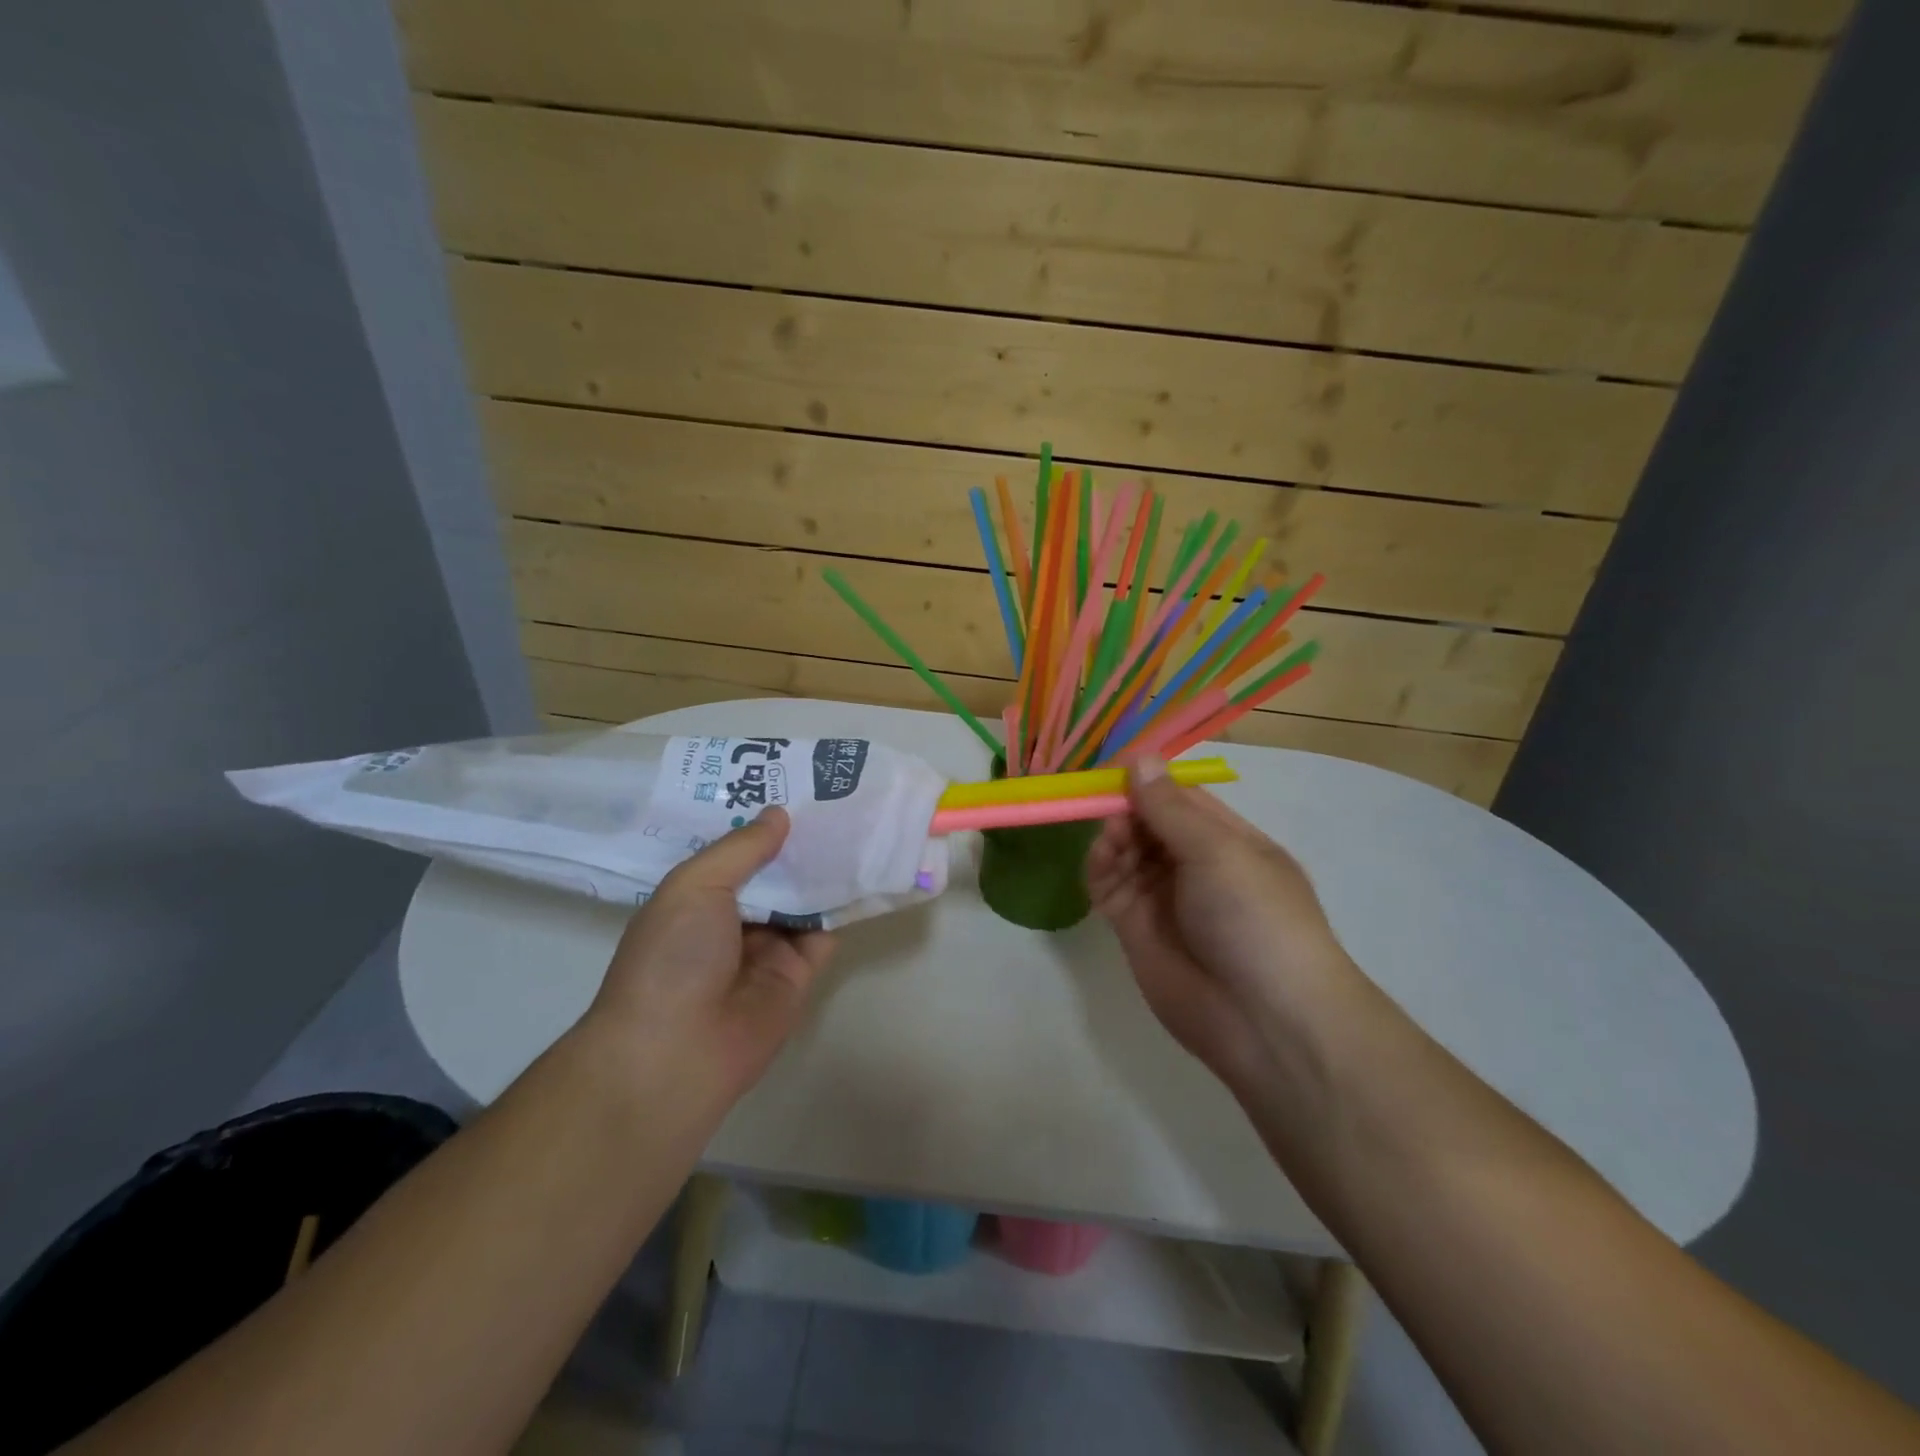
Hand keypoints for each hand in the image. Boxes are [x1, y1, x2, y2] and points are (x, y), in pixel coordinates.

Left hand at [587, 808, 835, 1099]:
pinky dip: (844, 905)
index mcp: (697, 897)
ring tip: (859, 821)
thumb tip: (780, 813)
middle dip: (799, 840)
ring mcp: (767, 948)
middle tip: (836, 795)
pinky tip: (867, 869)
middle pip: (774, 872)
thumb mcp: (695, 887)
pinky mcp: (799, 975)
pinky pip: (826, 932)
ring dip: (825, 868)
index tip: (791, 783)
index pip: (734, 851)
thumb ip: (742, 849)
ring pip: (803, 898)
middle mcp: (733, 920)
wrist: (677, 1052)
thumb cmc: (672, 958)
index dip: (759, 820)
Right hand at [1086, 757, 1358, 1089]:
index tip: (1114, 767)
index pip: (1182, 798)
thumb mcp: (1219, 852)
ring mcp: (1164, 897)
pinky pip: (1108, 886)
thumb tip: (1140, 758)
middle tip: (1105, 805)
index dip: (1149, 781)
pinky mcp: (1135, 928)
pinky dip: (1099, 868)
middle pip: (1148, 822)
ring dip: (1112, 837)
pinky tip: (1101, 861)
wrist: (1265, 1022)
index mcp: (1229, 841)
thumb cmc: (1256, 919)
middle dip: (1125, 808)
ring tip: (1112, 841)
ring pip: (1125, 851)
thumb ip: (1170, 808)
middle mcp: (1195, 865)